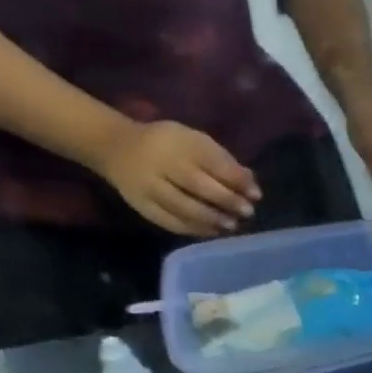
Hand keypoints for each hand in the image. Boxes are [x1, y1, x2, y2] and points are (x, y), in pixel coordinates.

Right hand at [94, 119, 260, 235]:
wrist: (116, 148)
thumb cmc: (166, 145)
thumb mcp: (192, 141)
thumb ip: (221, 160)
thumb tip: (251, 182)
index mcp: (178, 142)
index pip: (211, 161)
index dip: (236, 179)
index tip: (256, 193)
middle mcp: (162, 163)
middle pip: (199, 186)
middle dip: (227, 201)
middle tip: (247, 212)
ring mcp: (149, 187)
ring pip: (184, 207)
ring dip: (212, 219)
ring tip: (232, 225)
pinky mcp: (143, 206)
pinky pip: (171, 222)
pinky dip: (195, 229)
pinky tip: (212, 231)